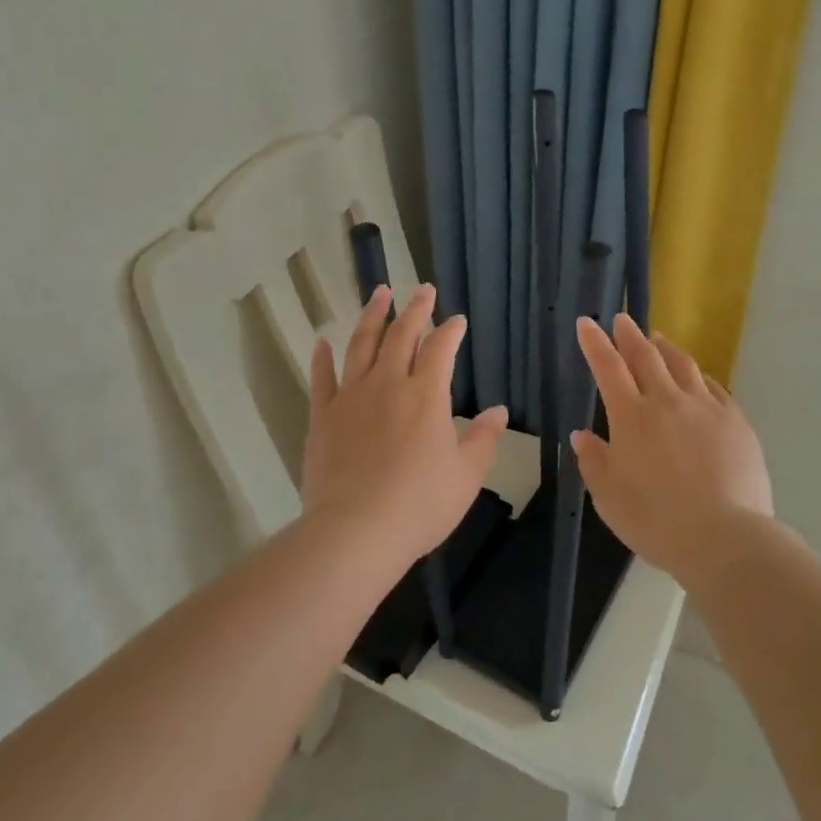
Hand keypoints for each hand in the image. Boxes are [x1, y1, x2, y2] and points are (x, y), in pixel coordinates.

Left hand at [304, 283, 508, 566]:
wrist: (356, 531)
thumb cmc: (419, 505)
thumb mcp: (465, 476)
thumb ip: (483, 440)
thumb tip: (498, 411)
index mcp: (426, 395)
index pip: (441, 349)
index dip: (450, 330)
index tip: (457, 319)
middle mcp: (388, 384)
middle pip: (401, 335)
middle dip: (414, 309)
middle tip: (421, 289)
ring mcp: (351, 397)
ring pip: (361, 345)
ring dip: (372, 316)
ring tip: (379, 293)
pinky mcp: (322, 417)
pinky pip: (322, 378)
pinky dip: (322, 357)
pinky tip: (323, 341)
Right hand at [571, 313, 773, 582]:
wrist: (725, 538)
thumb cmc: (657, 521)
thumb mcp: (609, 498)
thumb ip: (594, 462)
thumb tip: (582, 434)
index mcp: (631, 417)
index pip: (608, 367)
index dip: (595, 343)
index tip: (587, 323)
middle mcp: (667, 401)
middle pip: (645, 356)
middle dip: (630, 334)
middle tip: (622, 319)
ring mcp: (705, 408)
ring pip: (683, 365)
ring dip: (665, 348)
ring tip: (658, 339)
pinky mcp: (735, 421)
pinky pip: (713, 387)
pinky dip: (698, 376)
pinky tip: (697, 378)